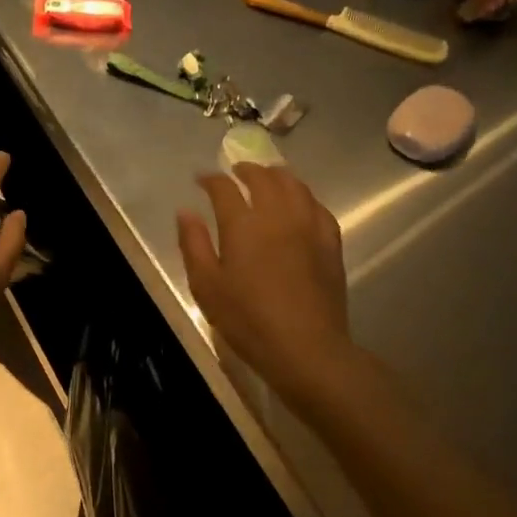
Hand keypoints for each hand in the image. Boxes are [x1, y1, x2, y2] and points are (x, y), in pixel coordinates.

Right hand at [177, 164, 351, 399]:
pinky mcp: (330, 242)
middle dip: (246, 170)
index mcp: (243, 224)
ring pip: (295, 186)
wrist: (305, 346)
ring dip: (277, 176)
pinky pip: (317, 206)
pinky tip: (300, 204)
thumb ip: (194, 244)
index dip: (211, 179)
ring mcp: (308, 226)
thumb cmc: (247, 319)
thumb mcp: (206, 286)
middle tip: (235, 173)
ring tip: (267, 179)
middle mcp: (277, 215)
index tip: (201, 179)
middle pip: (264, 178)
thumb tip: (186, 211)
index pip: (224, 188)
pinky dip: (303, 197)